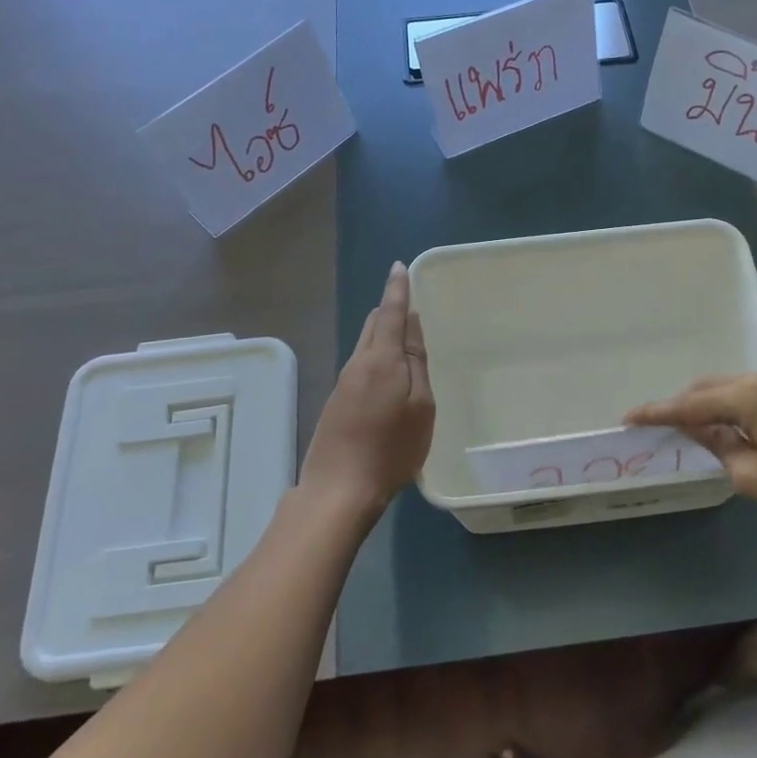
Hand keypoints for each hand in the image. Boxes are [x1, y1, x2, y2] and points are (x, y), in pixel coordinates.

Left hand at [298, 263, 434, 520]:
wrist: (338, 490)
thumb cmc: (390, 449)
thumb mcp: (420, 407)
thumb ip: (416, 363)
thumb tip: (410, 324)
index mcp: (380, 359)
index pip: (390, 312)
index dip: (397, 289)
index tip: (399, 267)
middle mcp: (357, 363)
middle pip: (373, 325)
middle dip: (389, 310)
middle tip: (409, 304)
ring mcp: (343, 384)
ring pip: (365, 346)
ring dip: (382, 335)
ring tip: (404, 338)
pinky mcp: (337, 403)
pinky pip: (361, 366)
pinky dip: (377, 358)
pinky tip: (389, 376)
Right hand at [625, 372, 756, 540]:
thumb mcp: (756, 478)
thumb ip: (721, 450)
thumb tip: (703, 433)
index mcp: (750, 396)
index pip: (692, 403)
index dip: (658, 412)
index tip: (629, 418)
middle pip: (714, 387)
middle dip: (685, 404)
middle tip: (661, 424)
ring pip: (737, 388)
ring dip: (713, 405)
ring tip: (695, 428)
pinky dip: (738, 407)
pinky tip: (736, 428)